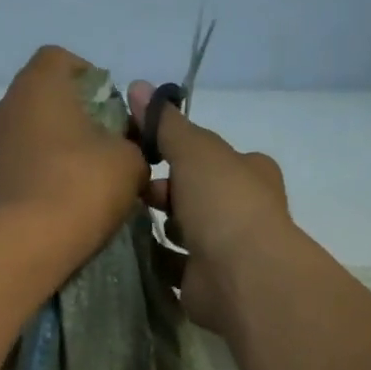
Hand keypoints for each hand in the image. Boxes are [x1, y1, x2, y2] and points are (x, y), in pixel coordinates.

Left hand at [0, 45, 148, 256]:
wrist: (26, 244)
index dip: (90, 77)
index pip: (61, 59)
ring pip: (30, 133)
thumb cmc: (81, 186)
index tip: (111, 109)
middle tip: (103, 145)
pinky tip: (61, 200)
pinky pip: (19, 164)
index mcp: (38, 84)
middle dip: (74, 116)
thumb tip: (123, 149)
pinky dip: (39, 173)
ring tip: (83, 178)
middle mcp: (6, 105)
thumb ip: (132, 143)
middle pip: (44, 98)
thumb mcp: (130, 161)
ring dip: (55, 147)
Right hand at [126, 80, 291, 334]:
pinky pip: (173, 266)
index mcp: (249, 173)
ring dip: (157, 227)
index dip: (177, 152)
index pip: (209, 156)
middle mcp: (241, 210)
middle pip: (194, 194)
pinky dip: (153, 259)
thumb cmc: (224, 202)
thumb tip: (136, 85)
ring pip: (184, 232)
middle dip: (162, 191)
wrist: (242, 275)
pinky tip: (128, 252)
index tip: (142, 151)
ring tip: (121, 220)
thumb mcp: (194, 150)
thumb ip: (165, 123)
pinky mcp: (205, 284)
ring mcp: (225, 251)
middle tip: (131, 191)